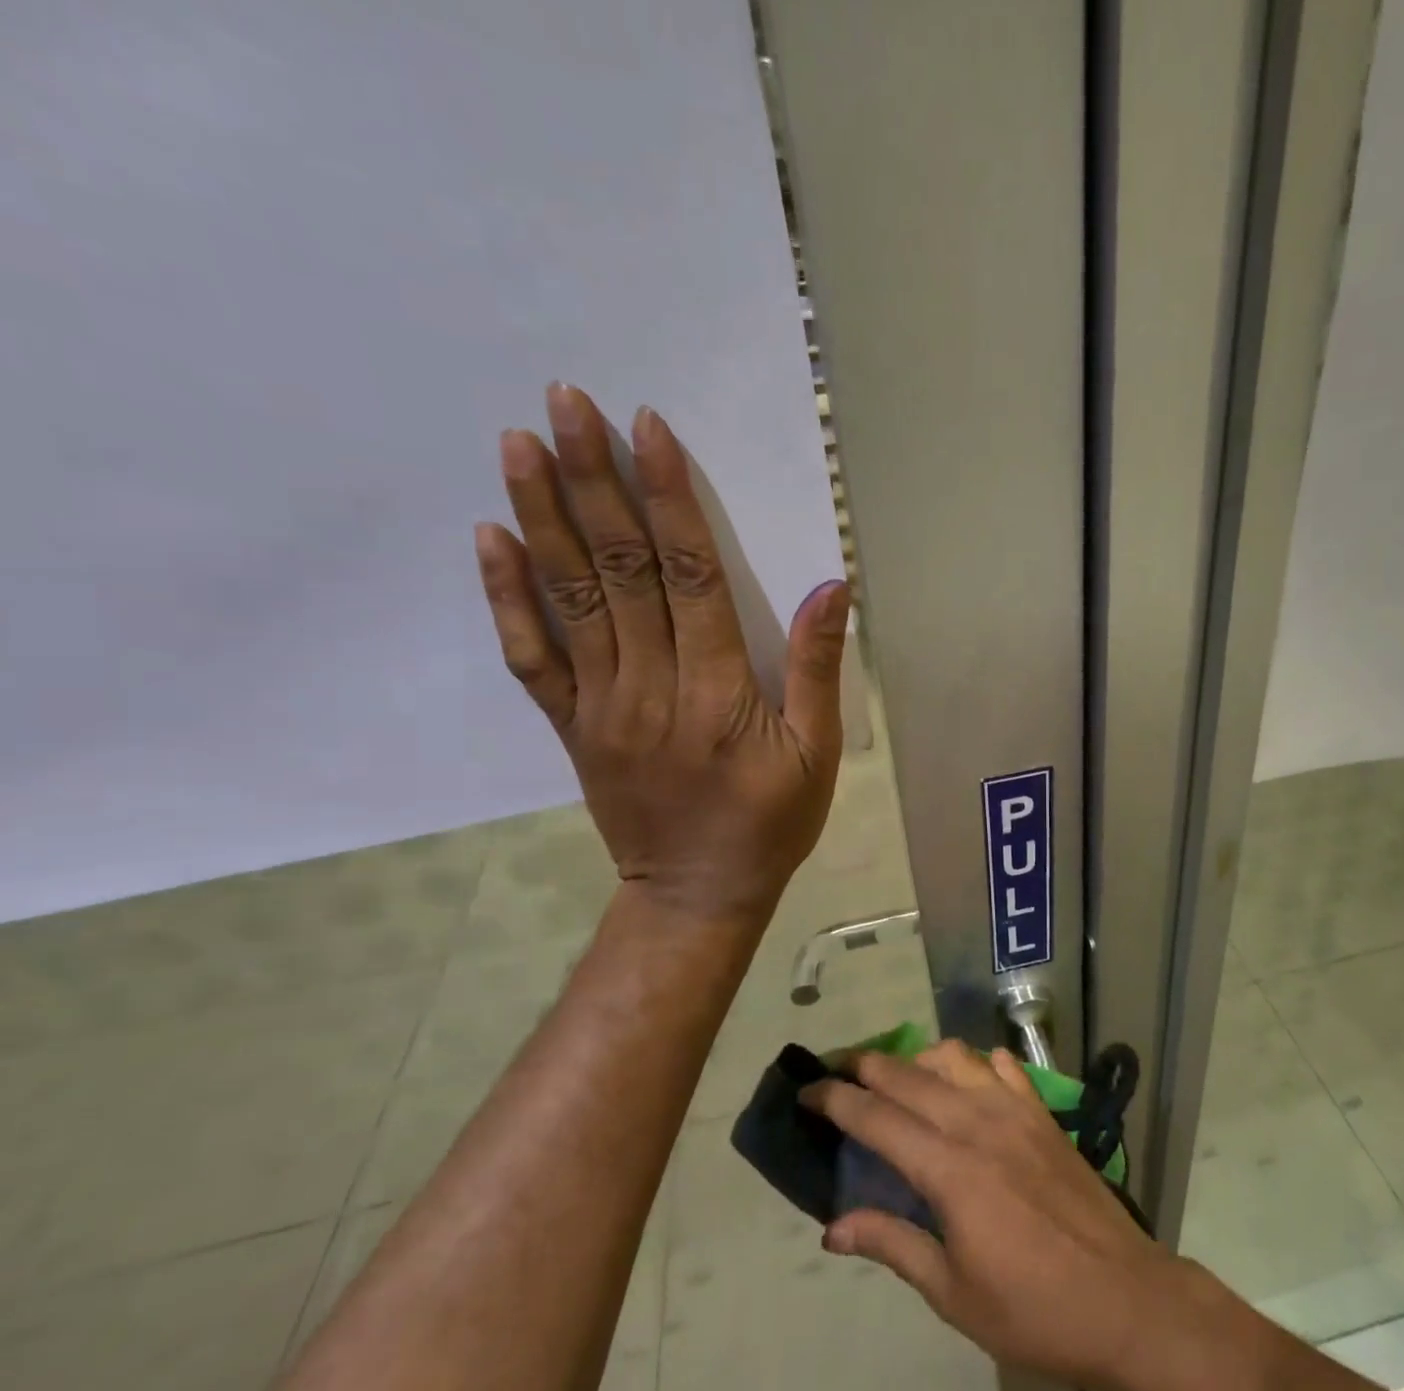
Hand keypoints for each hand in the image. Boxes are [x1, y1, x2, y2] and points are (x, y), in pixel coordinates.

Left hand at [475, 384, 849, 920]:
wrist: (695, 895)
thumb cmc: (769, 824)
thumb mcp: (817, 754)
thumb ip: (819, 670)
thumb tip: (831, 587)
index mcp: (718, 690)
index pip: (689, 575)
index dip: (669, 498)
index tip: (646, 428)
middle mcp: (650, 685)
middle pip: (620, 569)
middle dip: (593, 481)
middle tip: (564, 403)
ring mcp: (601, 705)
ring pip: (570, 599)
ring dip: (542, 517)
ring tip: (519, 443)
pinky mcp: (572, 726)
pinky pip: (531, 658)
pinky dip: (508, 598)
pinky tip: (491, 540)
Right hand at [801, 1040, 1183, 1390]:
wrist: (1124, 1298)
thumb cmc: (1032, 1309)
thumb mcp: (952, 1293)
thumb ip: (892, 1245)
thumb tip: (833, 1227)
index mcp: (948, 1169)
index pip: (876, 1117)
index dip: (835, 1098)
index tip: (806, 1089)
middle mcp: (976, 1122)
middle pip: (908, 1075)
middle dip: (865, 1066)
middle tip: (837, 1072)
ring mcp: (1014, 1109)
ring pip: (954, 1056)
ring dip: (918, 1059)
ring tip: (900, 1081)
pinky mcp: (1042, 1111)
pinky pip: (1002, 1065)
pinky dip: (974, 1062)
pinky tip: (968, 1083)